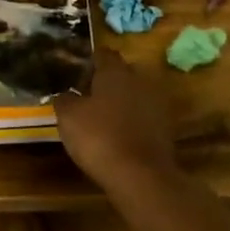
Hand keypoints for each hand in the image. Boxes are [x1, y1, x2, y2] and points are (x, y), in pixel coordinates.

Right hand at [53, 48, 179, 192]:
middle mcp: (139, 80)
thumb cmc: (99, 138)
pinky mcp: (165, 127)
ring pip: (134, 95)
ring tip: (101, 117)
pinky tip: (118, 135)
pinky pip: (143, 116)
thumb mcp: (69, 117)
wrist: (140, 175)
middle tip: (86, 95)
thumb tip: (64, 93)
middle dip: (106, 82)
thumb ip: (64, 99)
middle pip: (121, 73)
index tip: (76, 71)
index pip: (102, 55)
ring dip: (120, 102)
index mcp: (115, 72)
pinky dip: (132, 121)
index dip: (89, 61)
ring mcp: (156, 103)